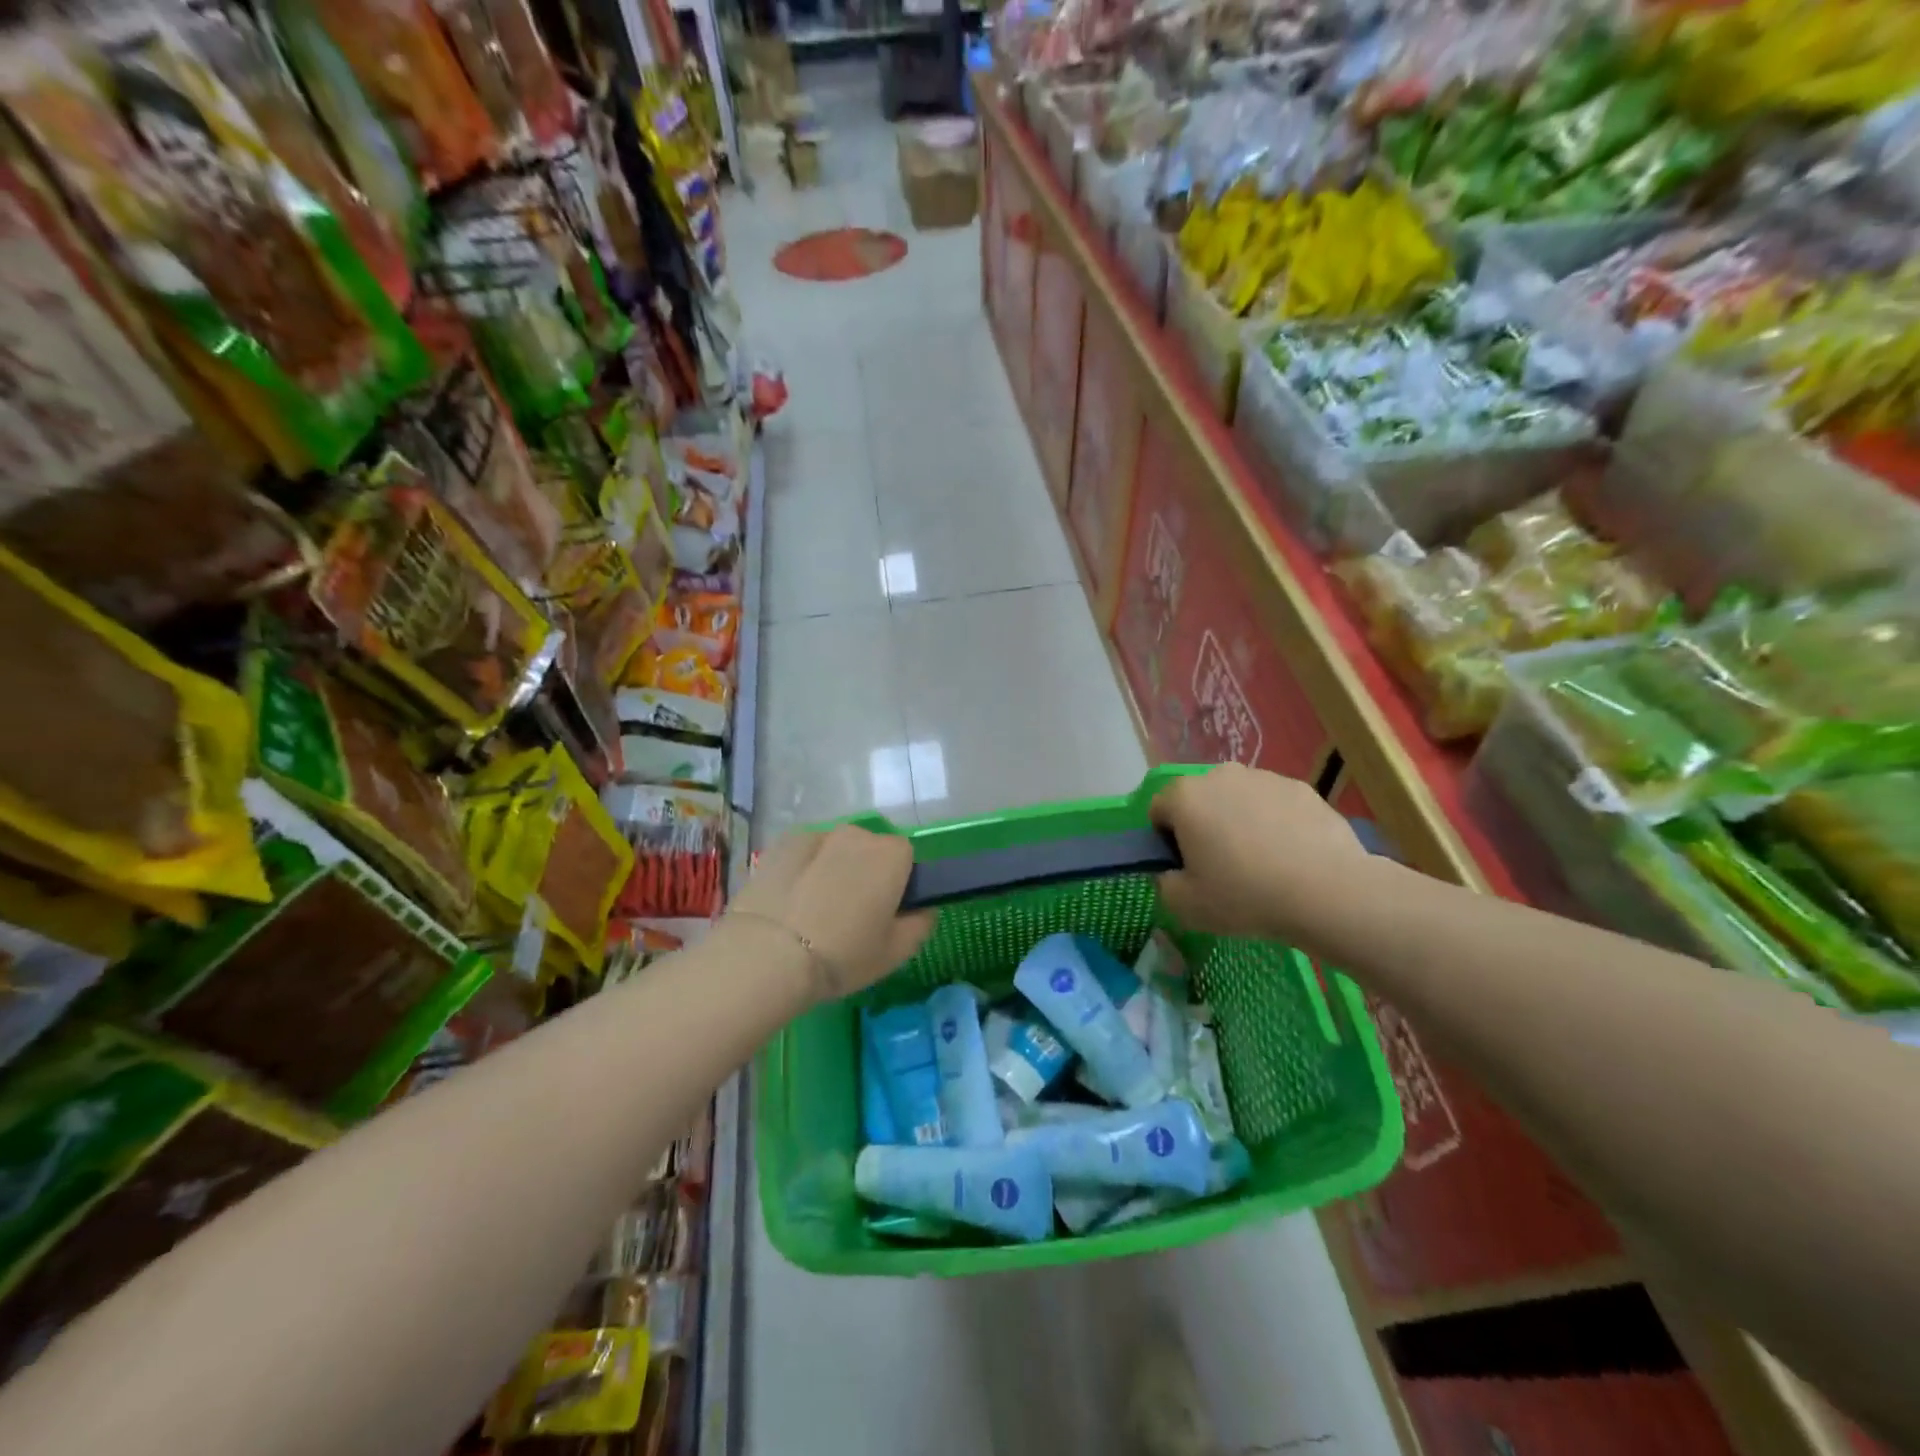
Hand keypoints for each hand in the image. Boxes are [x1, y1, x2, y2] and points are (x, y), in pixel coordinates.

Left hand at [725, 827, 935, 1001]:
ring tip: (814, 911)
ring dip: (832, 869)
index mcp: (891, 855)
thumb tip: (924, 910)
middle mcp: (857, 834)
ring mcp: (816, 835)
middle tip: (851, 914)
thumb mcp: (895, 953)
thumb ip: (920, 925)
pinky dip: (802, 870)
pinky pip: (804, 855)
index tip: (885, 912)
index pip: (906, 857)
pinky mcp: (781, 845)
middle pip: (869, 849)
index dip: (897, 883)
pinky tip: (790, 903)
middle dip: (864, 873)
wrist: (768, 954)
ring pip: (834, 851)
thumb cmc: (843, 954)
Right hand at [1150, 764, 1375, 942]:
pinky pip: (1274, 806)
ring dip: (1239, 823)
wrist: (1328, 892)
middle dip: (1203, 826)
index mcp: (1185, 797)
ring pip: (1238, 800)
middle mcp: (1220, 775)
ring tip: (1261, 864)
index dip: (1165, 840)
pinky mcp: (1302, 789)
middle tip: (1221, 867)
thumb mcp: (1185, 905)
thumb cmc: (1245, 896)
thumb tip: (1172, 872)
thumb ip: (1164, 883)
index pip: (1158, 810)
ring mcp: (1265, 778)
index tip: (1186, 868)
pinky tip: (1291, 858)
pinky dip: (1275, 824)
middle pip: (1199, 800)